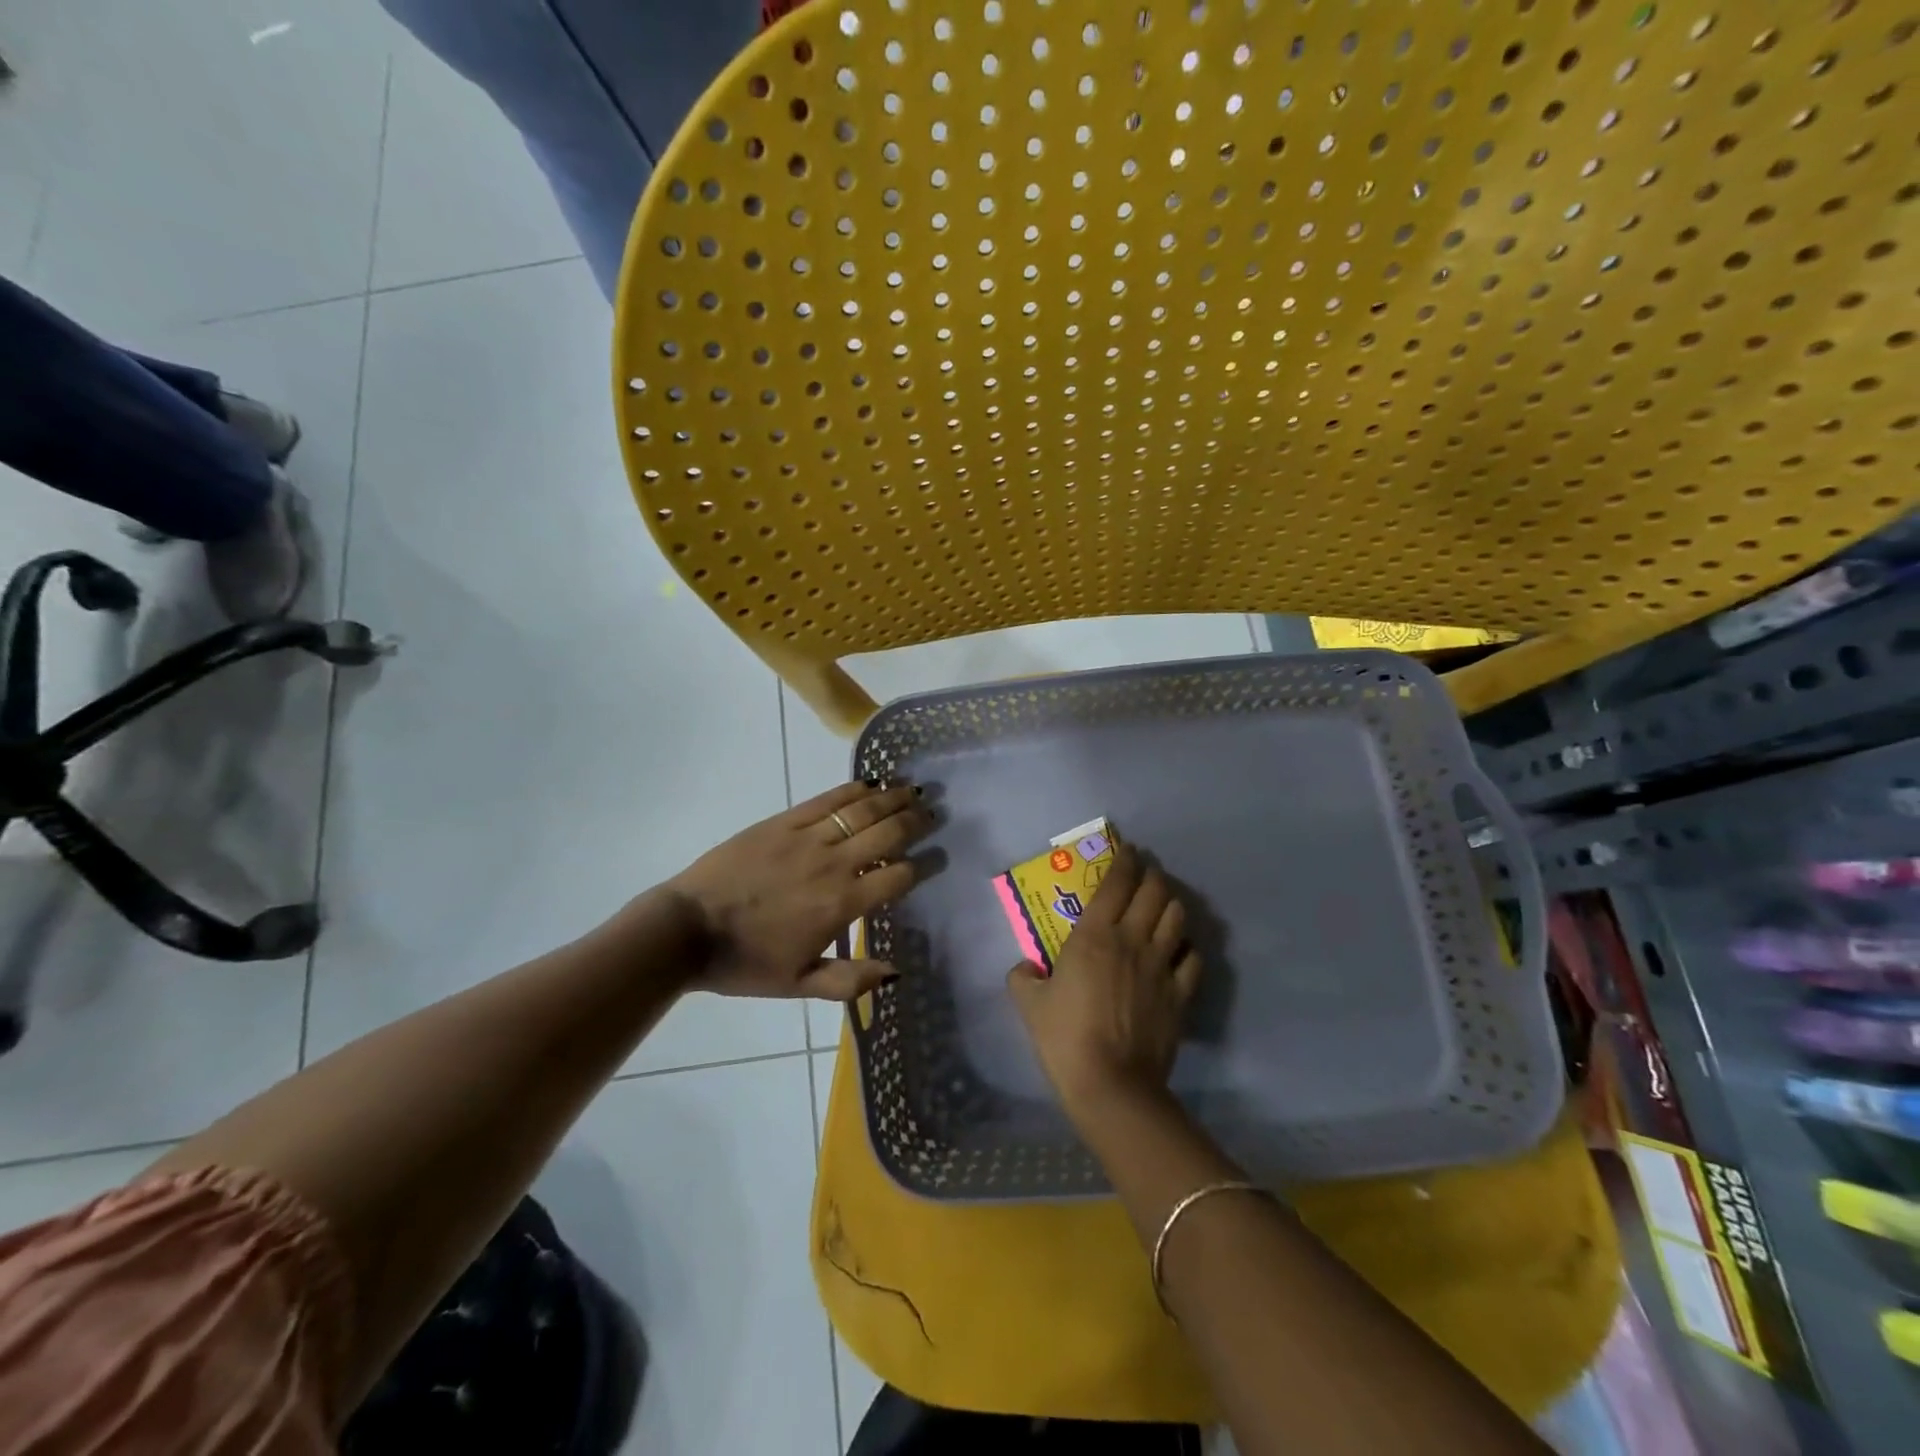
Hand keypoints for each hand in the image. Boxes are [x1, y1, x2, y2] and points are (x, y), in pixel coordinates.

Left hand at [664, 782, 934, 1000]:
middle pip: (886, 835)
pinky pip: (826, 801)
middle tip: (932, 813)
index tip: (937, 858)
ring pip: (860, 811)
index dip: (922, 866)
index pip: (896, 877)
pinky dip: (851, 790)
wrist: (687, 929)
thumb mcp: (800, 984)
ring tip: (912, 791)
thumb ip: (850, 980)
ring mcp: (807, 838)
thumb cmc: (745, 962)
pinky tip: (868, 784)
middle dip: (914, 822)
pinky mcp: (782, 822)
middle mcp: (832, 864)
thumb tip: (896, 972)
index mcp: (841, 904)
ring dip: (891, 798)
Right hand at [1007, 844, 1202, 1114]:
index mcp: (1094, 935)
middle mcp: (1132, 940)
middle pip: (1154, 891)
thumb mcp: (1029, 1005)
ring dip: (1171, 903)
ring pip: (1177, 917)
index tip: (1128, 851)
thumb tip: (1025, 968)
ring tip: (1163, 905)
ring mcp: (1161, 966)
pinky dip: (1187, 947)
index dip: (1125, 861)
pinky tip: (1179, 950)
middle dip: (1151, 875)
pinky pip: (1193, 958)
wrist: (1112, 1085)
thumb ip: (1023, 978)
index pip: (1116, 883)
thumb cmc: (1065, 1037)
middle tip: (1145, 874)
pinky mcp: (1180, 994)